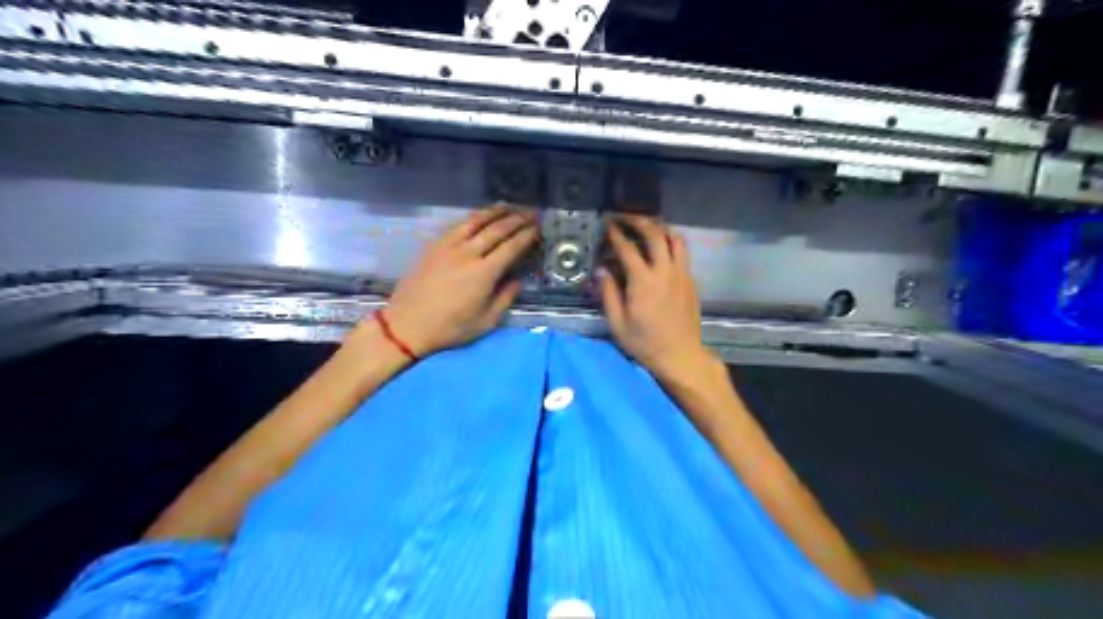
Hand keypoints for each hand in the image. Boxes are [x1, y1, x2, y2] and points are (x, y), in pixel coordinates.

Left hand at [376, 204, 538, 355]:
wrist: (407, 325)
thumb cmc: (449, 328)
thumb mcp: (485, 322)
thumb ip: (505, 298)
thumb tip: (517, 280)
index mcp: (484, 273)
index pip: (511, 247)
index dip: (526, 236)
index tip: (537, 228)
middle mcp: (468, 254)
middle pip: (496, 229)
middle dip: (516, 219)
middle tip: (530, 213)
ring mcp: (448, 247)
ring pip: (475, 221)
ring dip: (495, 211)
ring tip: (509, 205)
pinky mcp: (434, 246)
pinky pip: (457, 225)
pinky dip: (473, 217)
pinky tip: (480, 216)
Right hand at [600, 215, 709, 381]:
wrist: (680, 356)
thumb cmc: (644, 343)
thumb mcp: (617, 323)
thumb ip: (608, 293)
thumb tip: (602, 270)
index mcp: (643, 281)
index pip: (628, 248)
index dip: (616, 234)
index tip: (608, 225)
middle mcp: (665, 271)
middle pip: (655, 234)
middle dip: (638, 221)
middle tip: (625, 218)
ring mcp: (682, 274)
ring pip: (675, 239)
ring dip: (660, 229)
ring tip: (647, 228)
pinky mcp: (691, 281)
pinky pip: (683, 253)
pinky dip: (671, 244)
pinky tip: (661, 250)